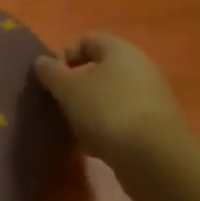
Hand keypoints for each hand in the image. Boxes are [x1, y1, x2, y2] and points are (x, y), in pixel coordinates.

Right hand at [35, 32, 186, 164]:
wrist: (155, 159)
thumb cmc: (107, 110)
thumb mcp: (68, 88)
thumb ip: (50, 72)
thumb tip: (42, 62)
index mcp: (120, 51)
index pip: (87, 40)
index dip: (64, 55)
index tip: (50, 78)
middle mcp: (140, 69)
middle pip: (99, 71)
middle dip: (76, 86)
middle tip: (59, 103)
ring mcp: (151, 100)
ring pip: (110, 98)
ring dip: (89, 110)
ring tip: (73, 128)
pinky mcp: (157, 128)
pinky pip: (123, 121)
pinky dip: (106, 130)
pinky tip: (94, 147)